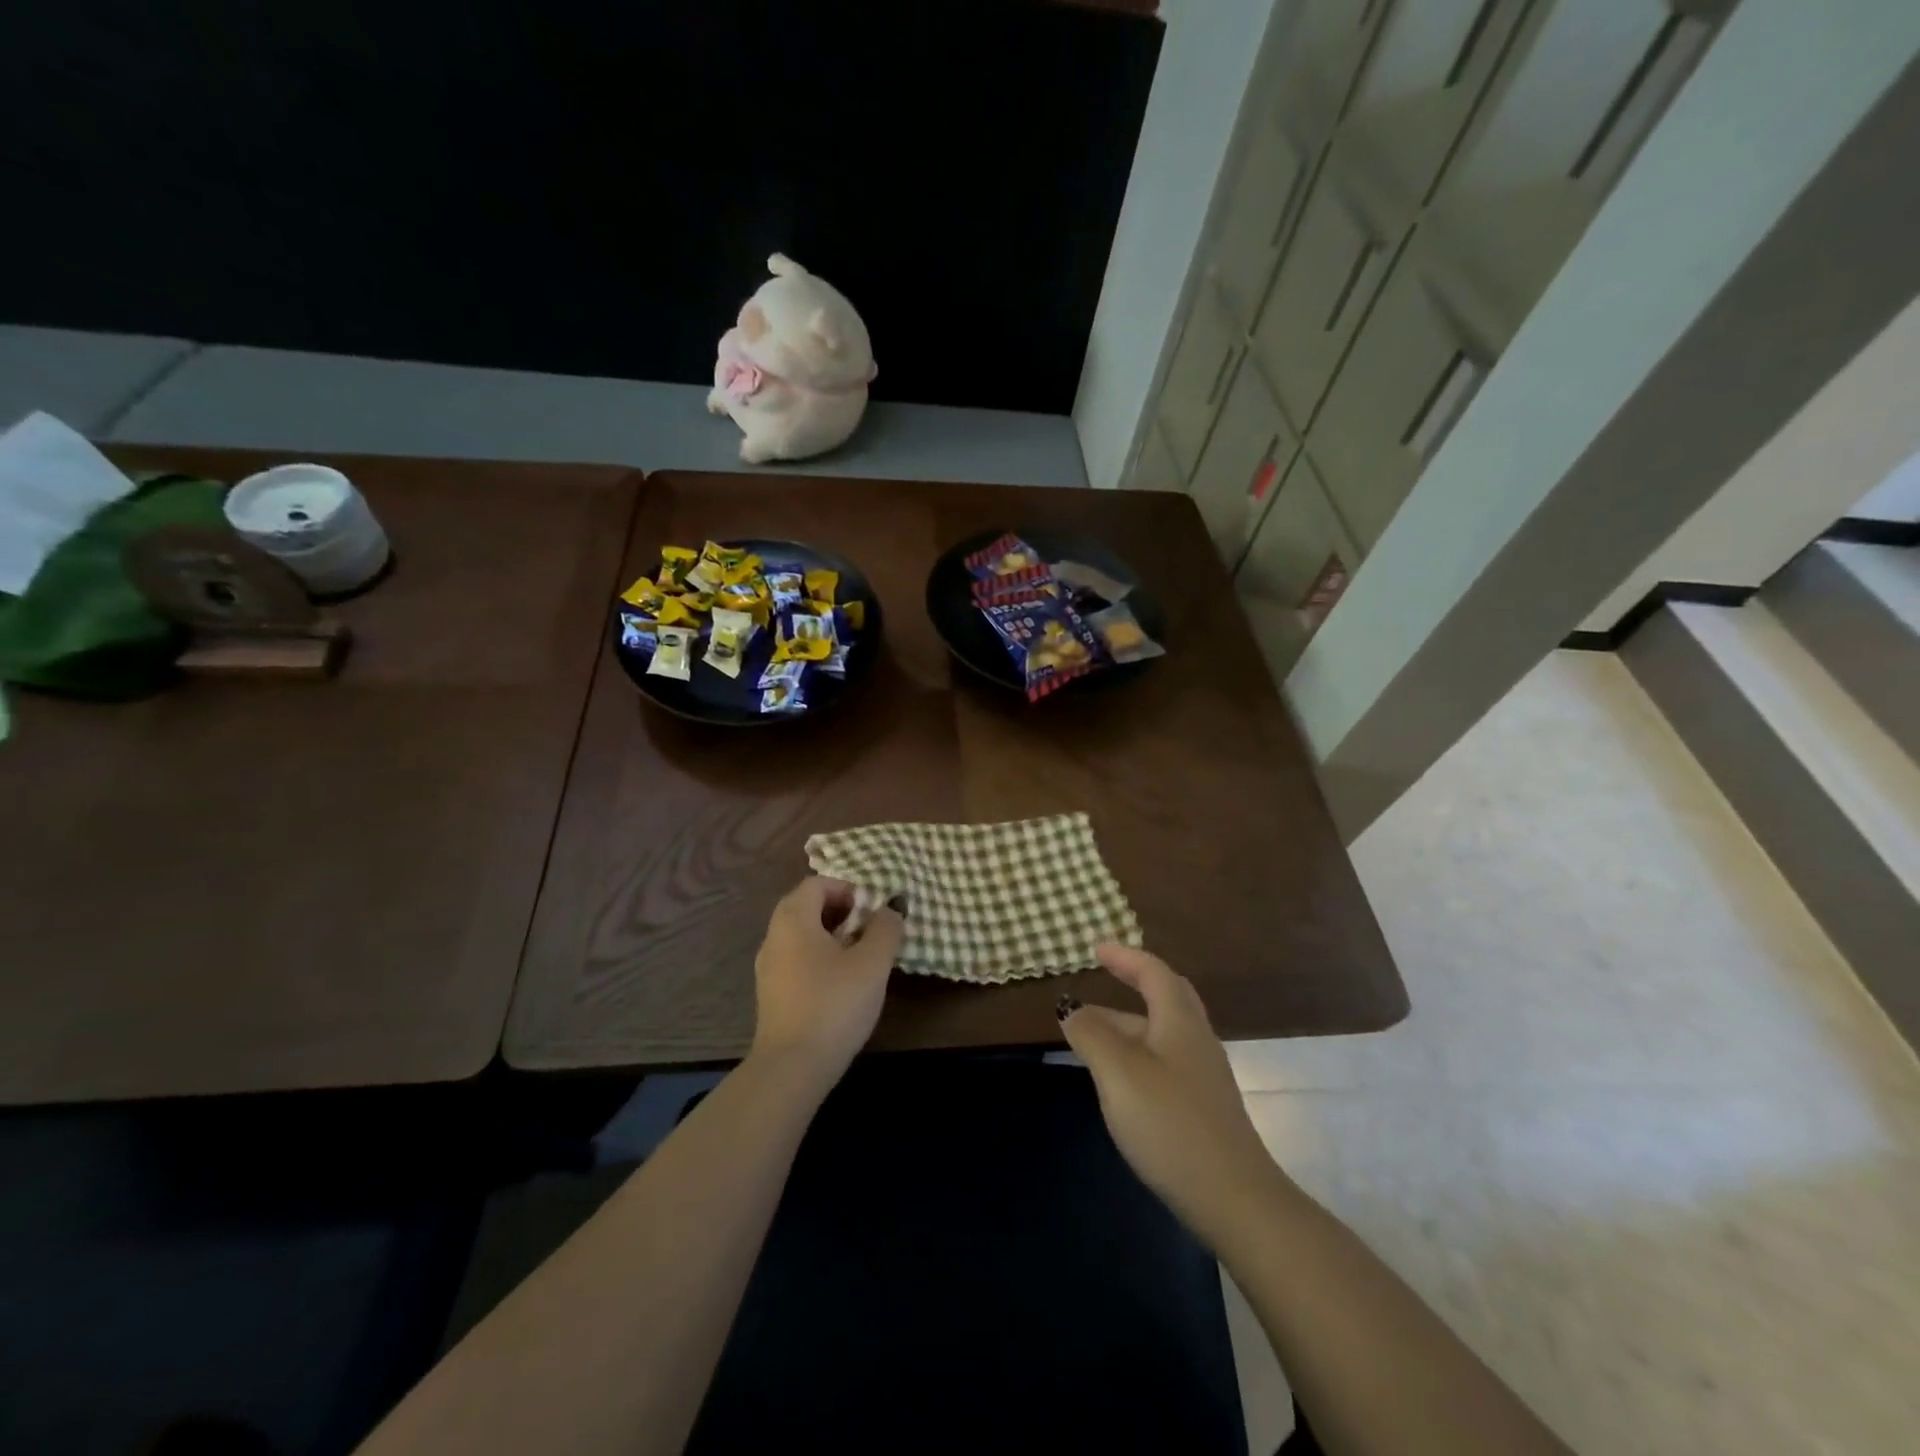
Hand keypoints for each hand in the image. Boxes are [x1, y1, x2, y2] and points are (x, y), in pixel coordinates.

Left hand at [750, 876, 903, 1088]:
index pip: (818, 883)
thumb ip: (886, 928)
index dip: (849, 889)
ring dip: (833, 936)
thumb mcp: (872, 963)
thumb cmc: (834, 1004)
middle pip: (807, 906)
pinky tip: (842, 984)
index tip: (874, 911)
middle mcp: (774, 936)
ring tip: (862, 958)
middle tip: (871, 931)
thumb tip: (891, 909)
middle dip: (843, 912)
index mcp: (793, 919)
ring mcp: (769, 966)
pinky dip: (820, 958)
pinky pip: (797, 959)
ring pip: (802, 935)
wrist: (791, 1067)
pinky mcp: (772, 993)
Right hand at [1059, 944, 1282, 1249]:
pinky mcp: (1202, 1108)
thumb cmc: (1171, 1123)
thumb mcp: (1119, 1072)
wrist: (1234, 1199)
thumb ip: (1092, 1035)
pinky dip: (1136, 1054)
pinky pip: (1164, 1061)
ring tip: (1091, 1035)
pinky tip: (1118, 1079)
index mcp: (1179, 1021)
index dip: (1125, 956)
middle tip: (1102, 978)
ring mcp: (1203, 1076)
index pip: (1154, 972)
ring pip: (1162, 1033)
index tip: (1097, 949)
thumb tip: (1072, 1010)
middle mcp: (1196, 1040)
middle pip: (1165, 997)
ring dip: (1128, 1024)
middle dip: (1133, 983)